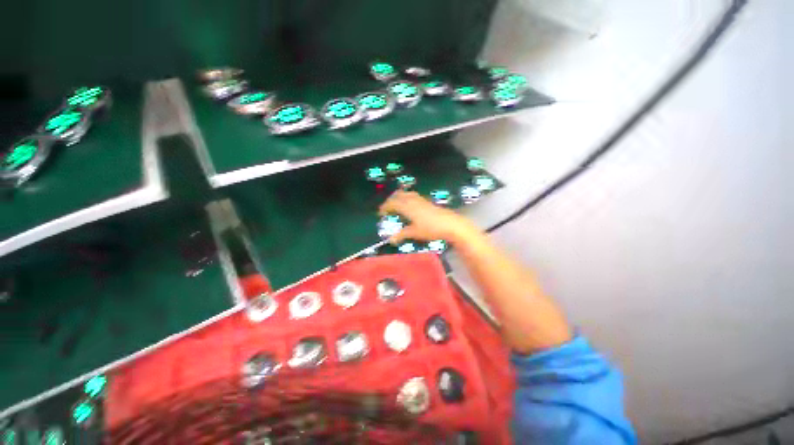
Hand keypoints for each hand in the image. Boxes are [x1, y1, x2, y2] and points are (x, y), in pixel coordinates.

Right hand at [378, 191, 477, 244]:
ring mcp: (421, 199)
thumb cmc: (431, 229)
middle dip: (391, 200)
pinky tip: (410, 206)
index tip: (381, 213)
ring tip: (397, 205)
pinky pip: (413, 196)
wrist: (450, 224)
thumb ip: (402, 234)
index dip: (385, 207)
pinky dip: (407, 198)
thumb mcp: (414, 233)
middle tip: (387, 208)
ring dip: (399, 197)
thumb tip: (391, 239)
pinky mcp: (427, 201)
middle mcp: (413, 200)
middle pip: (398, 195)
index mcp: (407, 206)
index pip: (392, 203)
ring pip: (406, 194)